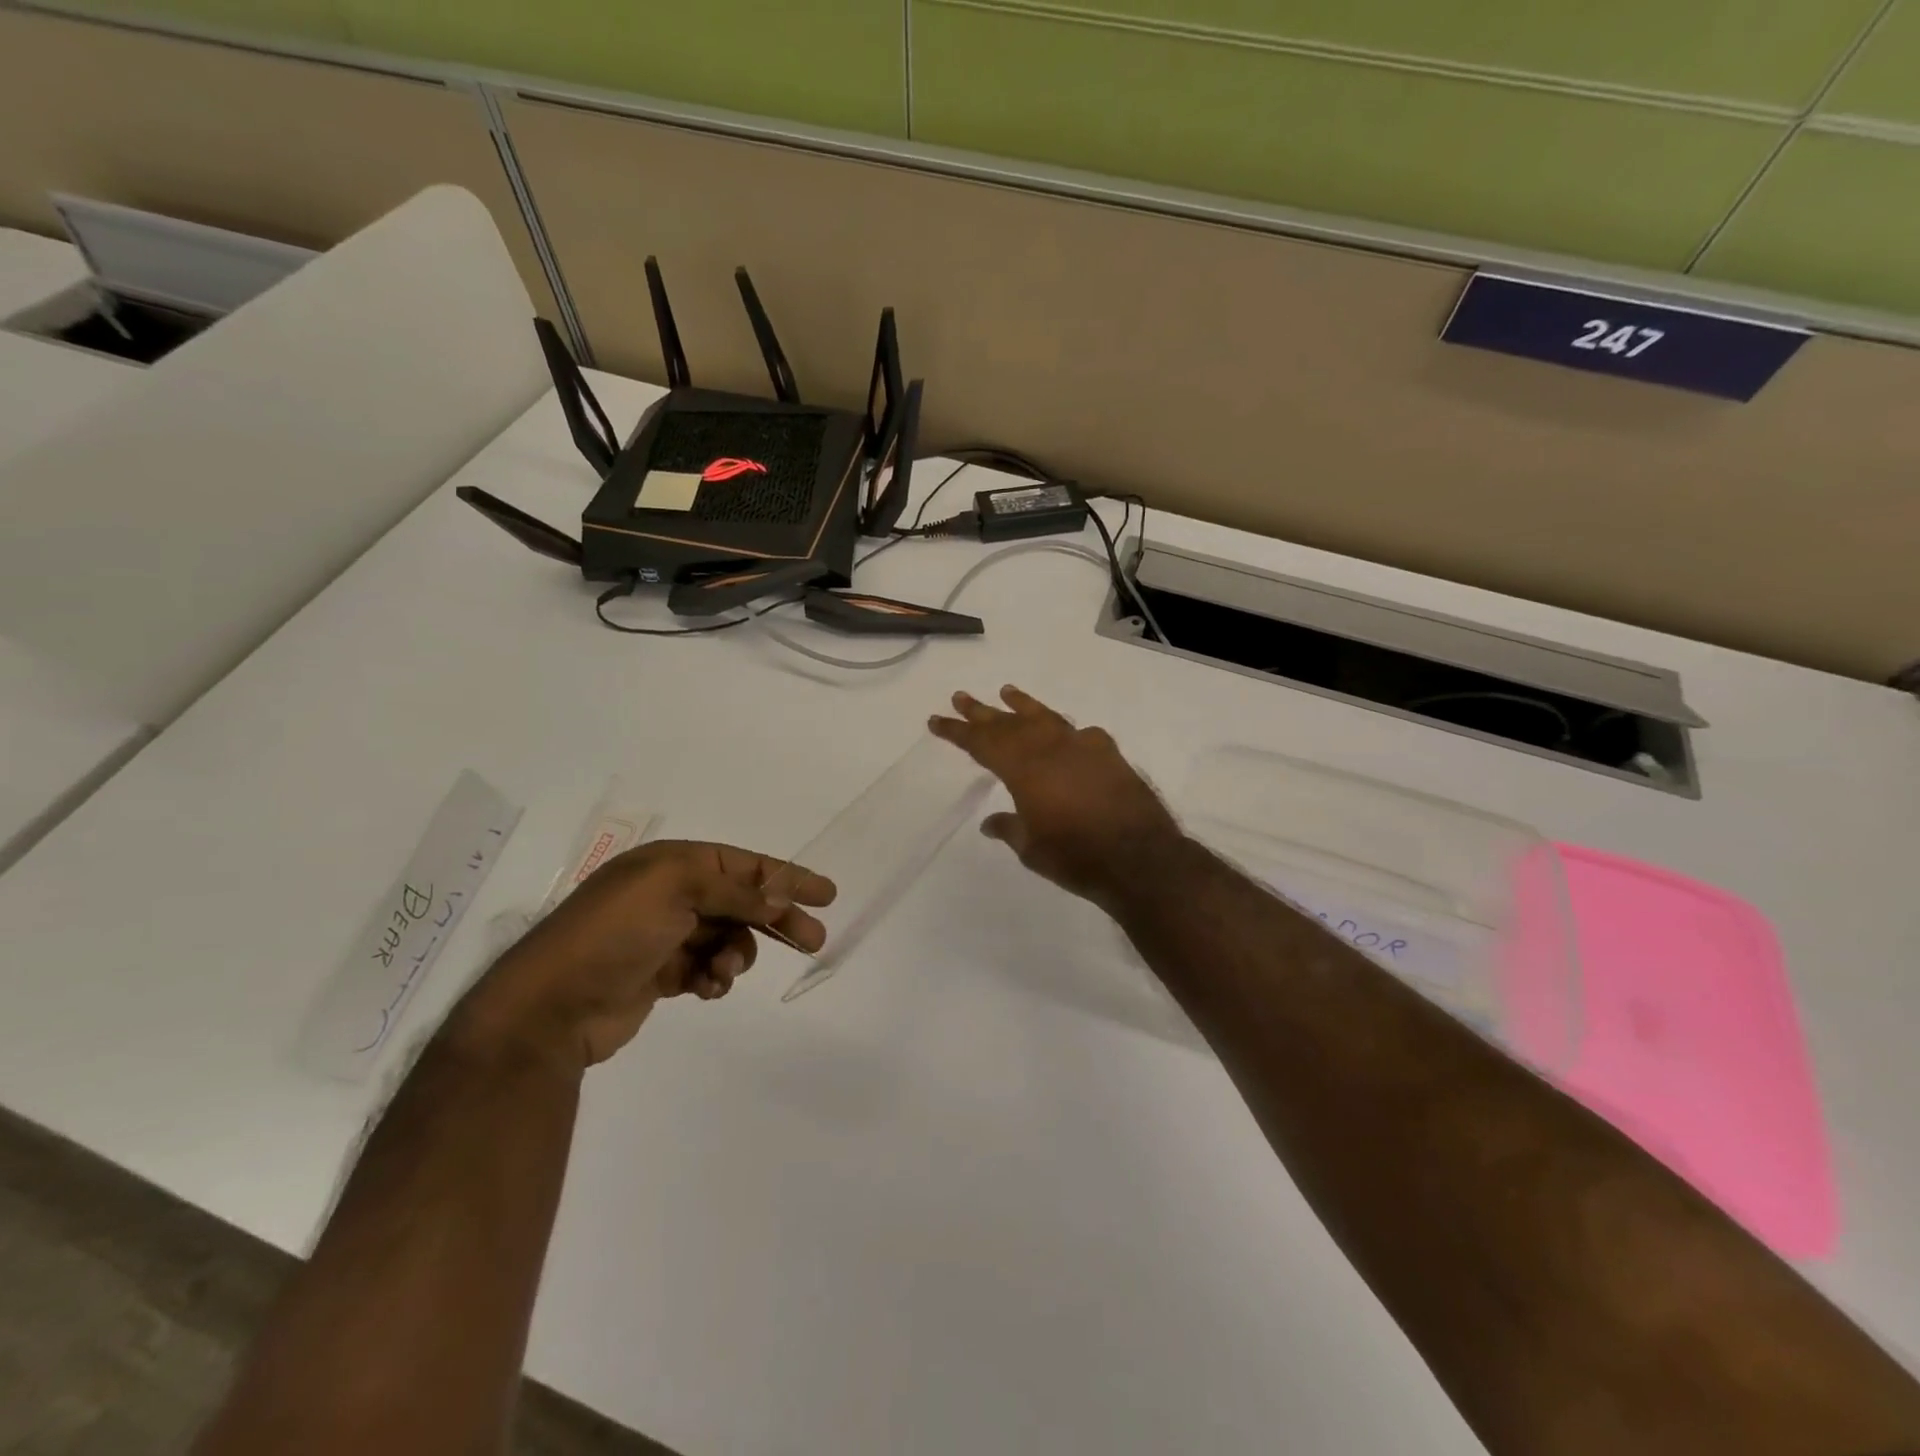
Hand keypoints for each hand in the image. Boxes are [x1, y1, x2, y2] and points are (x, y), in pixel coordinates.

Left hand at [452, 841, 834, 1071]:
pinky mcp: (659, 974)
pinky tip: (705, 989)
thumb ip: (736, 892)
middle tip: (814, 941)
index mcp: (672, 863)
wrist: (550, 1006)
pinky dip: (713, 978)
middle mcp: (670, 894)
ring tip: (723, 973)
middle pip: (742, 902)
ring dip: (736, 955)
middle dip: (777, 920)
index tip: (827, 893)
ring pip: (728, 938)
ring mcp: (664, 935)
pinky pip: (706, 968)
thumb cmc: (613, 933)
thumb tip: (781, 899)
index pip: (744, 865)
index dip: (787, 876)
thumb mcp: (676, 890)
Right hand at [928, 686, 1183, 907]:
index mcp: (1024, 768)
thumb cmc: (1076, 856)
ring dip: (1023, 705)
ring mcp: (1082, 747)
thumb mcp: (1031, 848)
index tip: (936, 720)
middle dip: (982, 712)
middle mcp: (1050, 748)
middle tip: (961, 697)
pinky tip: (1065, 732)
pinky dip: (1066, 731)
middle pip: (1009, 724)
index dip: (957, 732)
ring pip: (1046, 718)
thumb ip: (1010, 828)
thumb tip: (990, 823)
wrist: (1140, 857)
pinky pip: (1080, 734)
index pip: (982, 743)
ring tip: (1007, 691)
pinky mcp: (1109, 754)